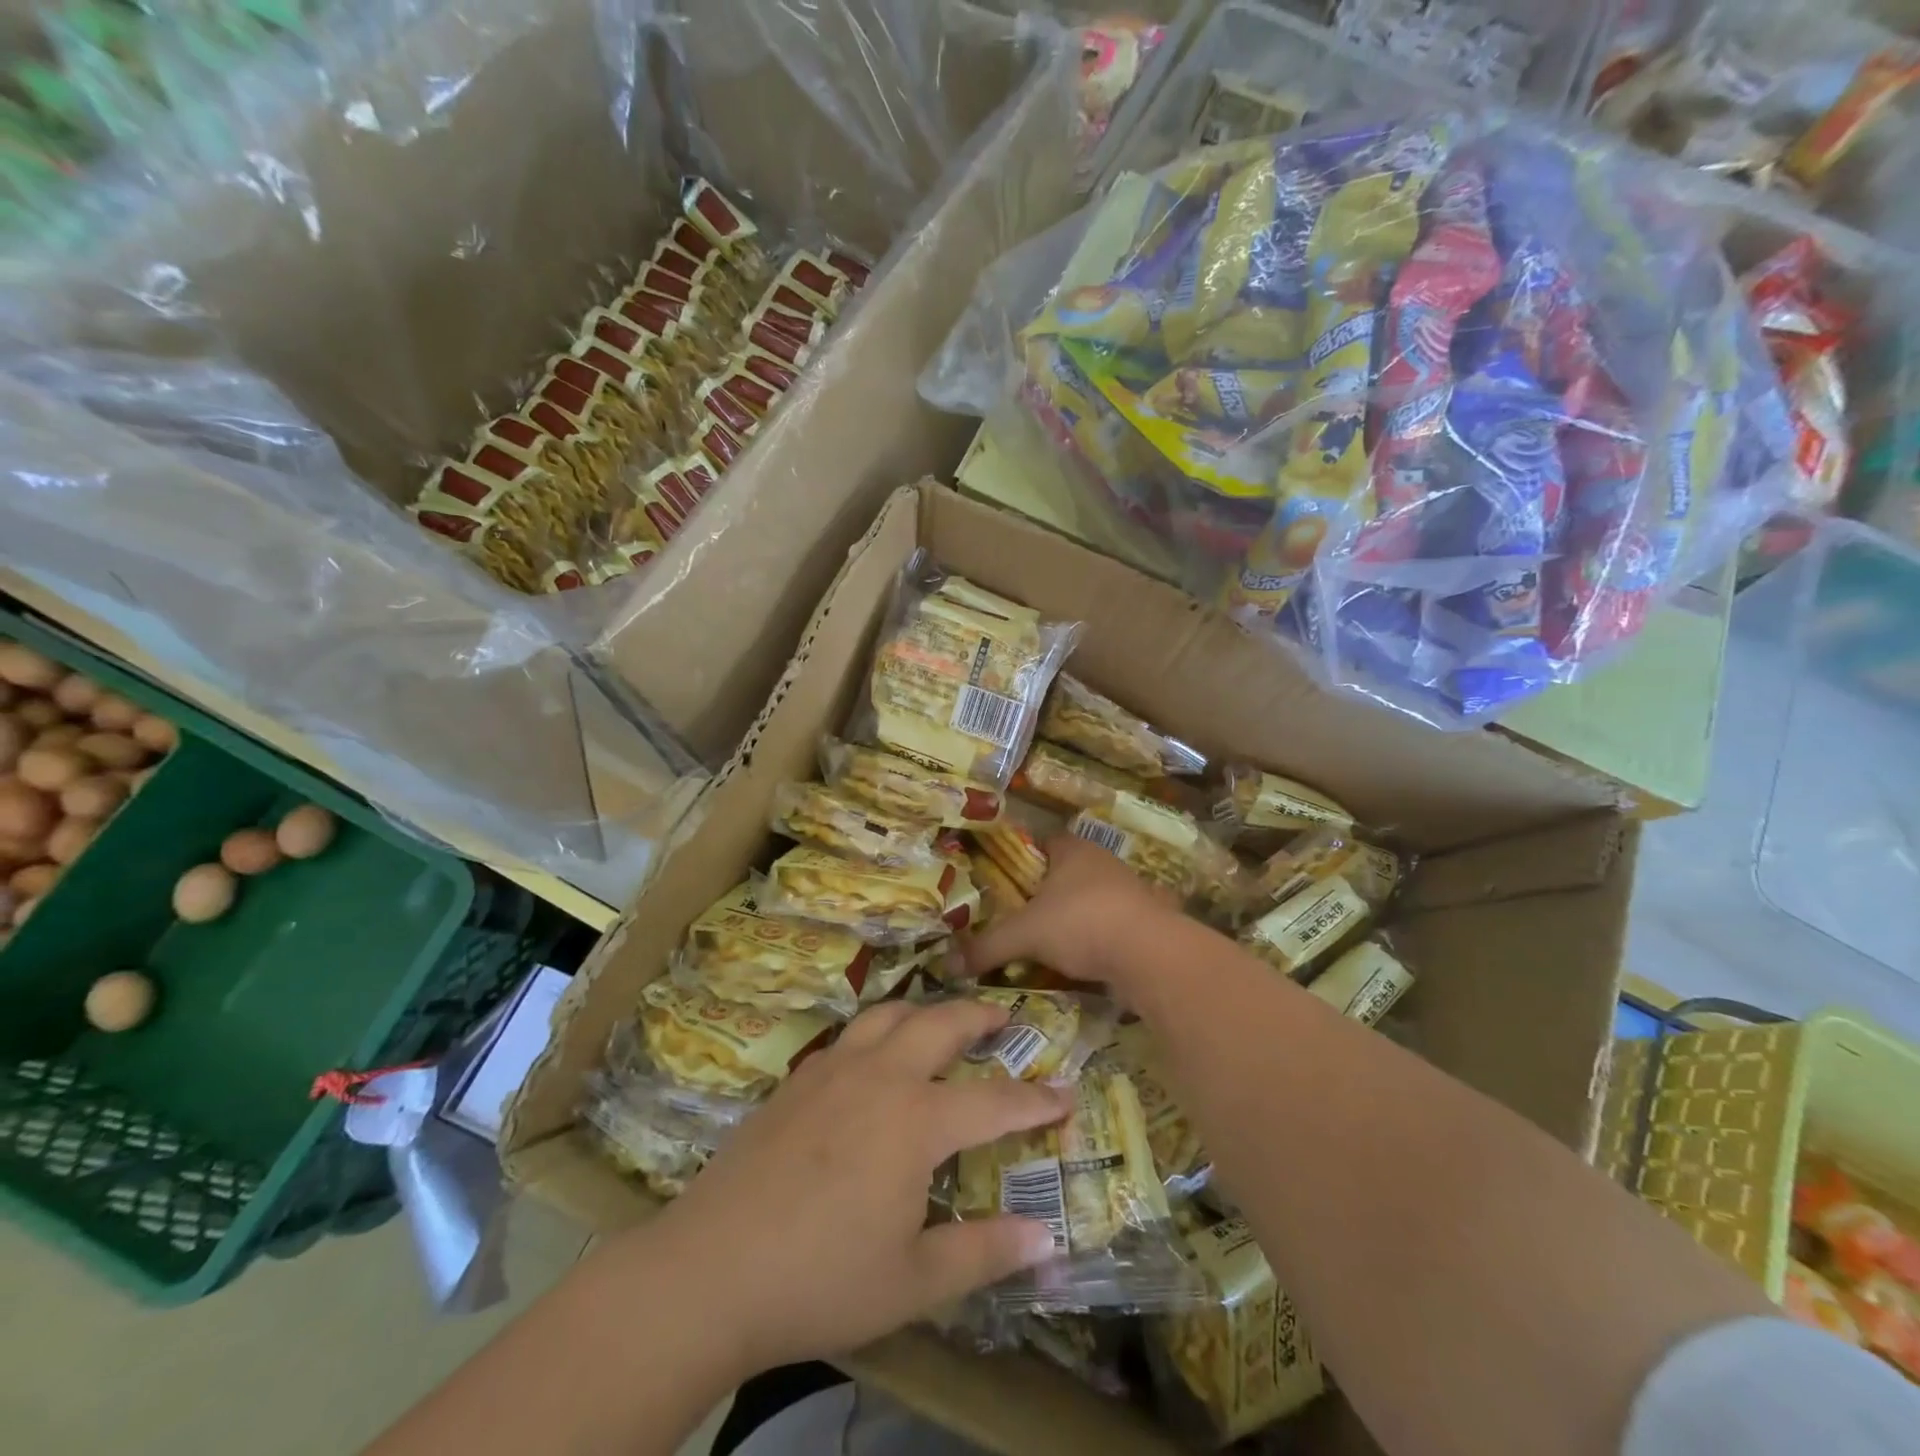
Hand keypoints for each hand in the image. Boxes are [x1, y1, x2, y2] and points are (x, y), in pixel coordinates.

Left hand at [647, 998, 1071, 1373]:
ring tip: (939, 1020)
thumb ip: (983, 1253)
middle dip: (978, 1016)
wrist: (708, 1270)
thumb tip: (1046, 1239)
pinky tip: (872, 1057)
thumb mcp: (913, 1282)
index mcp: (915, 1120)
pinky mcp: (796, 1081)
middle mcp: (879, 1077)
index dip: (1034, 1100)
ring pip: (888, 1015)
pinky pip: (849, 1036)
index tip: (1065, 1093)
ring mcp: (832, 1071)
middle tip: (1002, 1016)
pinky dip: (878, 1030)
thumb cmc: (820, 1279)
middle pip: (939, 1024)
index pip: (993, 1102)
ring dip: (923, 1010)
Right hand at [962, 833, 1180, 985]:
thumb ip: (987, 946)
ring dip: (1076, 916)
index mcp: (1073, 850)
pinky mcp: (1149, 919)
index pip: (1044, 842)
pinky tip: (1086, 959)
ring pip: (1093, 898)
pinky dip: (1100, 937)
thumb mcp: (1025, 935)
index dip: (1025, 859)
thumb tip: (949, 964)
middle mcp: (1104, 862)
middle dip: (1048, 892)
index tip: (1007, 882)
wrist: (1150, 954)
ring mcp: (1131, 889)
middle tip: (1023, 916)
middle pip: (1069, 871)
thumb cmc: (1081, 923)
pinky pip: (1115, 923)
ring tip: (1051, 943)